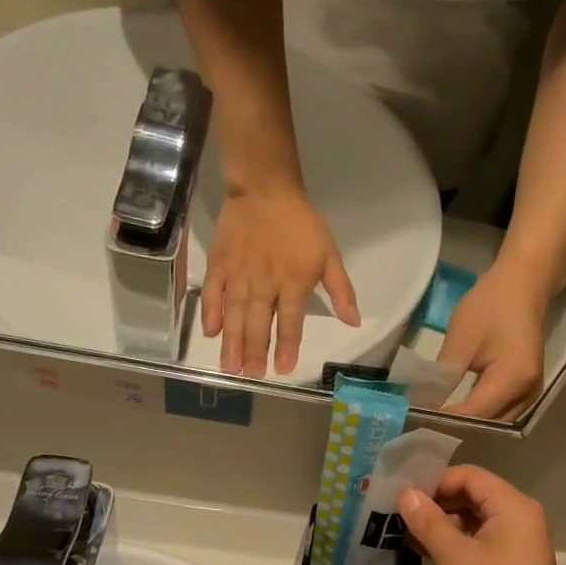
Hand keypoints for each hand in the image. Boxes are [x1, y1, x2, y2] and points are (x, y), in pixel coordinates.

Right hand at [202, 185, 360, 376]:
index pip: (291, 321)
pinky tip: (211, 332)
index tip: (283, 369)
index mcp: (294, 282)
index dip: (287, 346)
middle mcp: (265, 284)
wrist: (265, 189)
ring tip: (230, 367)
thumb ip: (341, 291)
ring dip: (233, 342)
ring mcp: (239, 275)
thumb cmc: (301, 224)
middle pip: (259, 323)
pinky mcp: (220, 264)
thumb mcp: (330, 255)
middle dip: (255, 351)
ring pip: (235, 314)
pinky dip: (211, 312)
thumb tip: (354, 322)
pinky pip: (213, 293)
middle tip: (251, 375)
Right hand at [398, 466, 565, 564]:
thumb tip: (406, 494)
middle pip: (475, 495)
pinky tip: (429, 553)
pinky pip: (483, 541)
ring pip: (477, 520)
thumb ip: (429, 521)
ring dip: (445, 524)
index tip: (405, 497)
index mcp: (514, 507)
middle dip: (438, 502)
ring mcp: (521, 543)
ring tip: (410, 534)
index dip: (436, 481)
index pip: (471, 476)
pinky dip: (458, 543)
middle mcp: (522, 518)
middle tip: (402, 515)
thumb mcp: (454, 557)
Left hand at [437, 260, 549, 419]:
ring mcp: (532, 393)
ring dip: (470, 424)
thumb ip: (443, 377)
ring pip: (497, 422)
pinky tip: (458, 411)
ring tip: (438, 423)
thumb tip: (424, 405)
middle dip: (457, 428)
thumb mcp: (461, 339)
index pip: (474, 415)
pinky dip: (481, 414)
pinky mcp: (528, 388)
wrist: (525, 282)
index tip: (416, 424)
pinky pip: (503, 411)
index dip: (446, 422)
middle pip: (488, 425)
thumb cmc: (492, 304)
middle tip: (423, 428)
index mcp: (512, 380)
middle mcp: (527, 394)